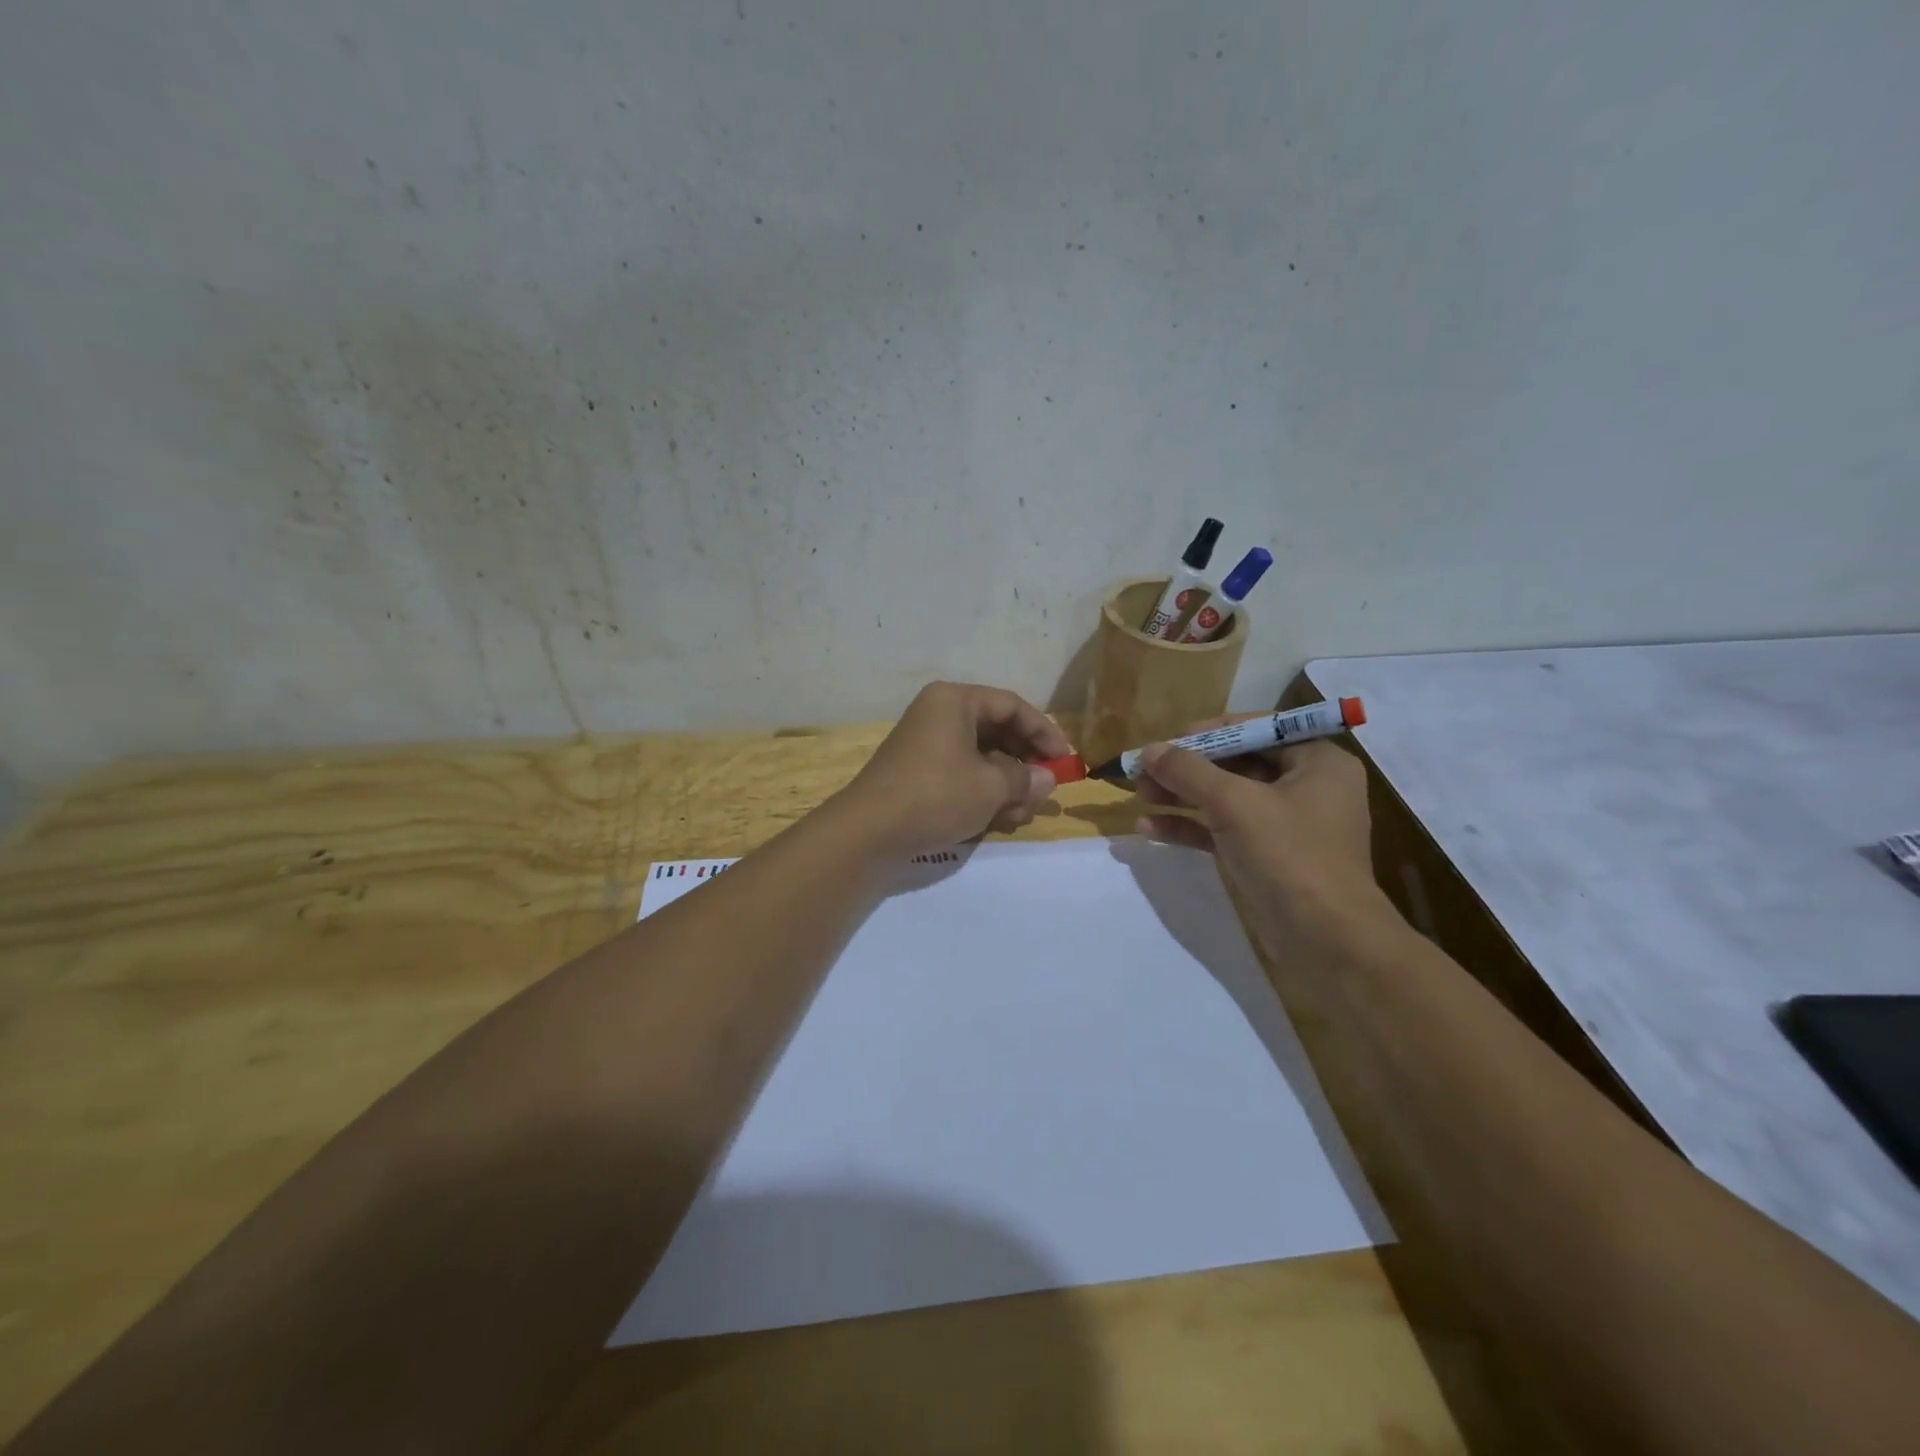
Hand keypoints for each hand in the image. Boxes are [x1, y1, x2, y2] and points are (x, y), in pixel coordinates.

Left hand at [832, 682, 1074, 856]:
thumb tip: (1047, 779)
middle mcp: (939, 714)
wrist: (869, 831)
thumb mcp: (990, 787)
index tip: (1065, 761)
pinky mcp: (918, 772)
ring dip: (1006, 784)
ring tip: (1019, 814)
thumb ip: (1025, 778)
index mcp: (955, 701)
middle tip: (1045, 791)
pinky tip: (997, 820)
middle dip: (1024, 764)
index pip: (1012, 706)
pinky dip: (982, 793)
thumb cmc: (936, 795)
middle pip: (997, 731)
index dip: (1044, 733)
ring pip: (981, 757)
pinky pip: (961, 773)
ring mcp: (926, 744)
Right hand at [1134, 723, 1400, 961]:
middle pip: (1236, 763)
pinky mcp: (1266, 856)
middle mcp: (1305, 786)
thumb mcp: (1234, 804)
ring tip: (1139, 795)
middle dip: (1188, 768)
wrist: (1326, 940)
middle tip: (1144, 771)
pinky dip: (1190, 827)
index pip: (1258, 729)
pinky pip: (1223, 830)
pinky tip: (1149, 828)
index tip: (1170, 740)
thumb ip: (1188, 772)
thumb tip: (1148, 750)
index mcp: (1317, 761)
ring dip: (1181, 796)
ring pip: (1225, 798)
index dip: (1210, 731)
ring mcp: (1285, 824)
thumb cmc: (1289, 855)